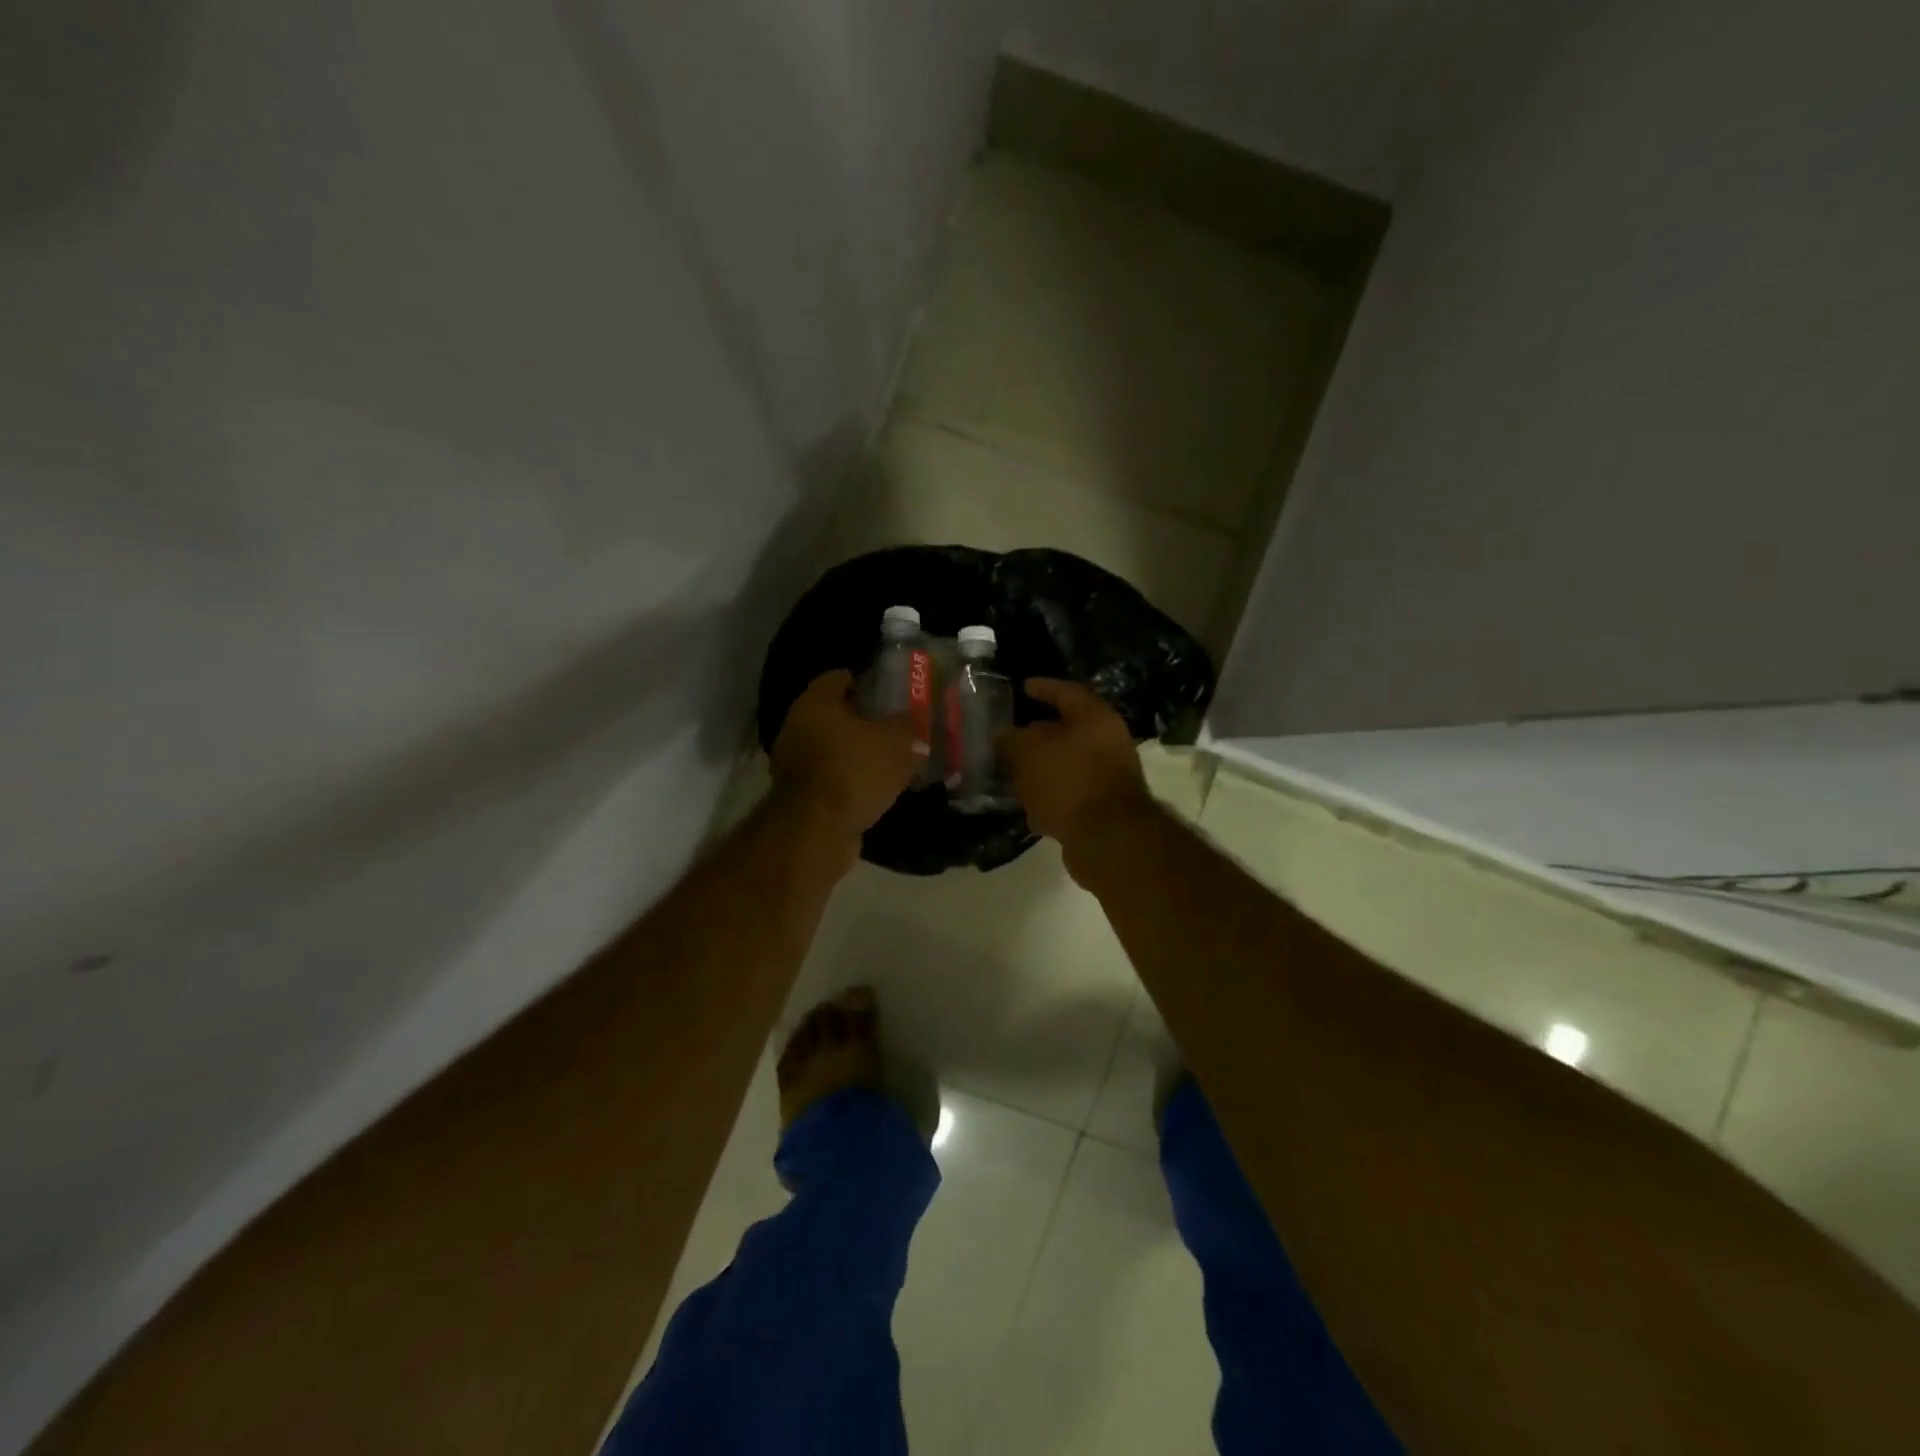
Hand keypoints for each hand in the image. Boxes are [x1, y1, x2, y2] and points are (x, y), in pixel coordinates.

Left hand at [770, 669, 917, 848]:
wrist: (817, 830)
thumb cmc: (854, 770)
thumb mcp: (896, 741)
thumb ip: (908, 727)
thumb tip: (914, 726)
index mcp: (815, 702)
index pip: (839, 677)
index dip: (866, 682)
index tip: (889, 691)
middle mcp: (797, 727)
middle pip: (835, 715)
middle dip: (864, 721)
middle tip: (896, 727)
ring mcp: (794, 764)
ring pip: (833, 750)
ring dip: (857, 754)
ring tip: (891, 761)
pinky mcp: (800, 797)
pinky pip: (831, 779)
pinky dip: (850, 781)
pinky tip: (876, 789)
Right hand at [1001, 679, 1155, 872]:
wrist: (1108, 838)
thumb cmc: (1068, 781)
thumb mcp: (1029, 753)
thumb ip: (1012, 739)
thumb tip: (1005, 736)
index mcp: (1095, 718)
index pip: (1066, 692)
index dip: (1043, 687)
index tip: (1023, 687)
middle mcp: (1109, 742)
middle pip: (1069, 730)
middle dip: (1039, 732)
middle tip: (1011, 735)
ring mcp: (1109, 776)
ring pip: (1069, 763)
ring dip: (1043, 766)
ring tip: (1013, 771)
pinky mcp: (1104, 807)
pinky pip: (1072, 792)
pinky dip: (1051, 794)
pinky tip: (1029, 804)